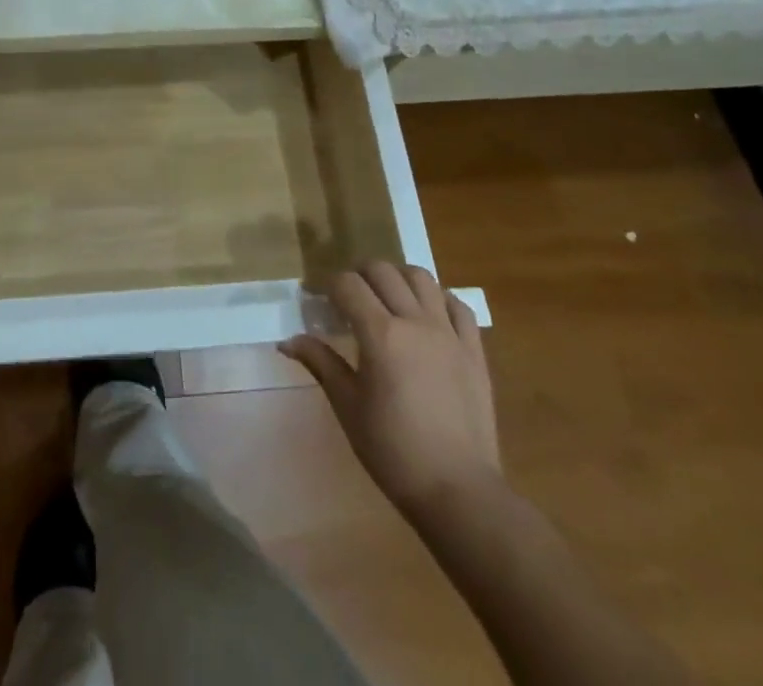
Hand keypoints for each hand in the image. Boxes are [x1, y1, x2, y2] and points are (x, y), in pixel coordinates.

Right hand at [282, 262, 500, 532]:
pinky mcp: (474, 351)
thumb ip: (320, 363)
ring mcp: (449, 333)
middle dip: (359, 275)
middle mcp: (416, 322)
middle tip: (348, 297)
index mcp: (380, 334)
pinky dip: (438, 298)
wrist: (458, 491)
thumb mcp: (347, 406)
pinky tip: (427, 313)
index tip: (318, 299)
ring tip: (387, 297)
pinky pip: (457, 306)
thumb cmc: (393, 450)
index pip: (348, 285)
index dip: (329, 285)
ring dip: (398, 277)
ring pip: (421, 278)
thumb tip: (287, 341)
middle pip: (383, 271)